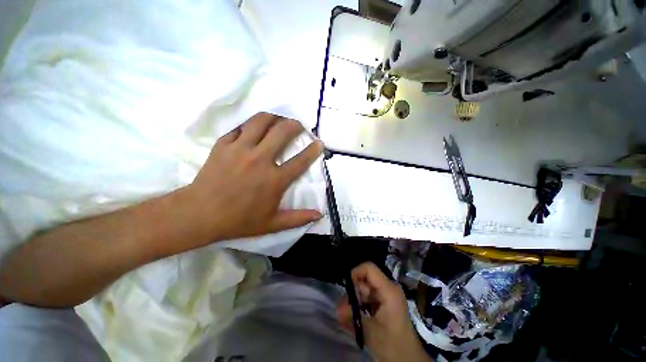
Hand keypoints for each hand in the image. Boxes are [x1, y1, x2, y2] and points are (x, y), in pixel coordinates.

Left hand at [179, 112, 323, 244]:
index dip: (313, 150)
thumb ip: (298, 218)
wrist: (200, 214)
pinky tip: (255, 129)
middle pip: (282, 132)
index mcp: (274, 180)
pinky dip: (251, 125)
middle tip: (298, 125)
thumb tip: (320, 215)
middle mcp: (260, 160)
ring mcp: (240, 149)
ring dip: (274, 117)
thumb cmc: (239, 220)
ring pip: (261, 121)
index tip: (319, 142)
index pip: (300, 160)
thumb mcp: (273, 224)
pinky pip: (240, 127)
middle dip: (295, 125)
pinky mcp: (223, 144)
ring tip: (279, 120)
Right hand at [338, 262, 431, 361]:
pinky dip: (361, 304)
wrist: (408, 359)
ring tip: (348, 314)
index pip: (369, 269)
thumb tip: (337, 310)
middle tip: (344, 307)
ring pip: (365, 289)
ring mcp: (387, 296)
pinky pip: (369, 297)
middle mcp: (388, 288)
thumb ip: (352, 317)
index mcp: (388, 290)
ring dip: (355, 300)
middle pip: (365, 279)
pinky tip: (356, 316)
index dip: (355, 273)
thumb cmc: (392, 344)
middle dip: (353, 291)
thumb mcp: (370, 332)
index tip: (347, 288)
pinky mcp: (385, 303)